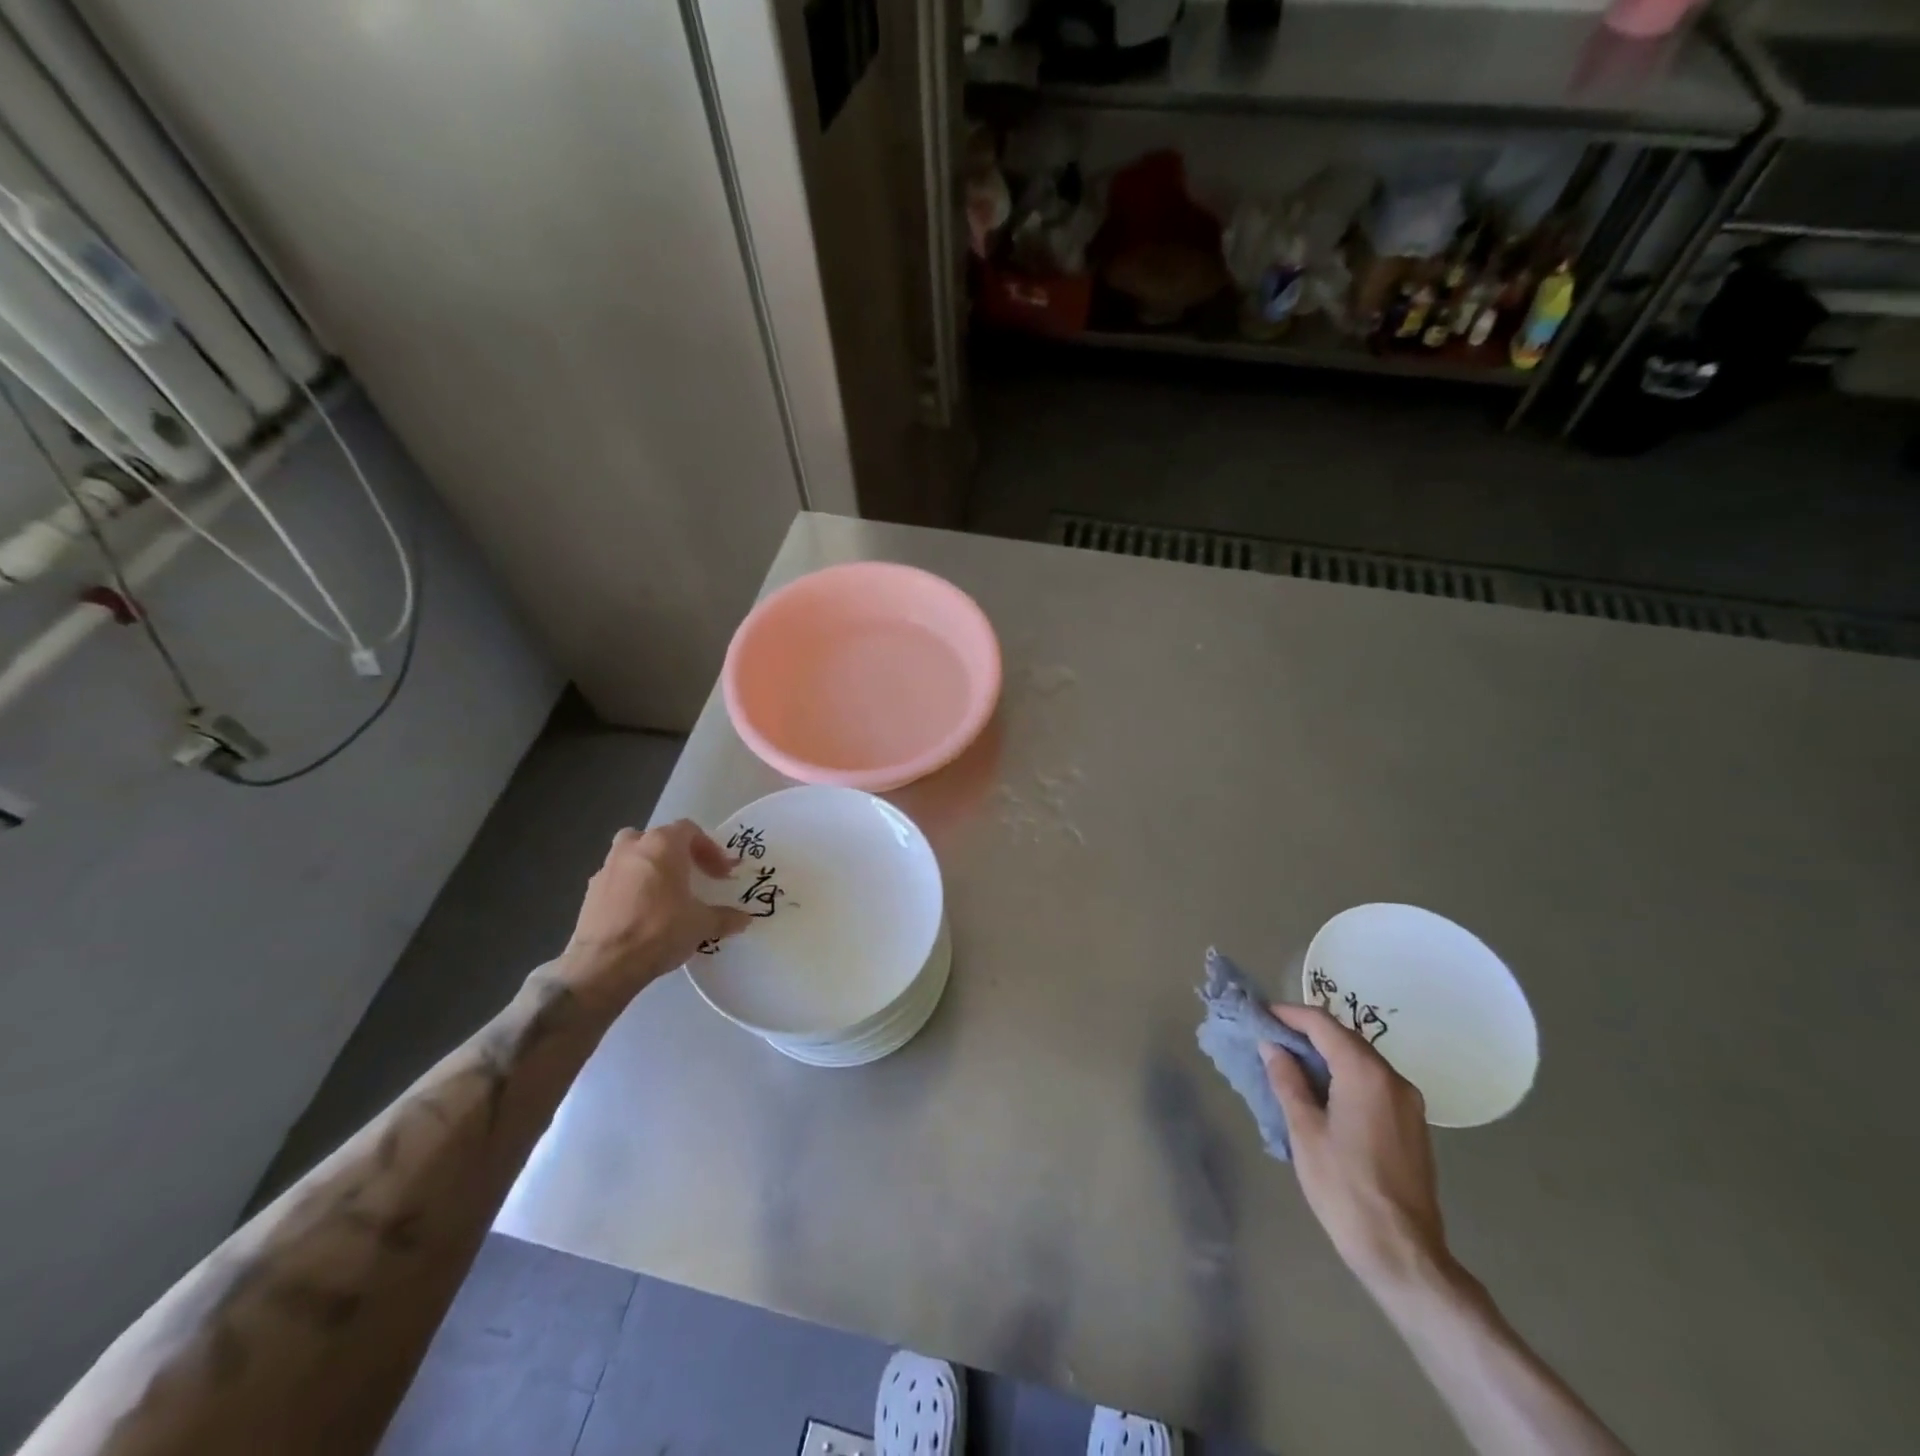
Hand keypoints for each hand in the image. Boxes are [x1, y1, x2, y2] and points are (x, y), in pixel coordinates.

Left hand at [558, 821, 751, 1011]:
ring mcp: (606, 868)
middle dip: (677, 854)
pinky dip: (631, 888)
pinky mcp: (590, 892)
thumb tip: (745, 919)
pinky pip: (617, 880)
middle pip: (658, 838)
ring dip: (650, 868)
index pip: (690, 830)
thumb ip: (725, 917)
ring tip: (664, 894)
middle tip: (692, 876)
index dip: (710, 849)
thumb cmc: (660, 931)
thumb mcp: (702, 925)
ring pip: (632, 855)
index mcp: (662, 845)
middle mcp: (632, 847)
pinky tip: (641, 913)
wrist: (604, 964)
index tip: (721, 874)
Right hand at [1259, 1004, 1452, 1297]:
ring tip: (1289, 1065)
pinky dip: (1344, 1076)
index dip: (1289, 1014)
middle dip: (1306, 1033)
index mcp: (1366, 1073)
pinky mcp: (1412, 1125)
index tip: (1260, 1015)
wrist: (1403, 1253)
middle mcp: (1393, 1079)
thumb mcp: (1304, 1130)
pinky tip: (1321, 1093)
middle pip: (1345, 1038)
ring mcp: (1408, 1103)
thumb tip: (1273, 1047)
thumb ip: (1287, 1080)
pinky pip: (1373, 1083)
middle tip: (1270, 1039)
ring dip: (1325, 1055)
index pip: (1322, 1023)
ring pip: (1360, 1060)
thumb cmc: (1344, 1187)